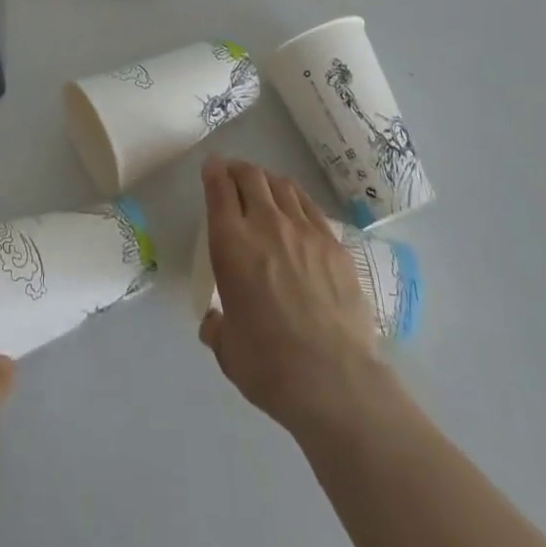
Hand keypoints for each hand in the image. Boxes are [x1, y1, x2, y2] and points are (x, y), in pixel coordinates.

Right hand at [199, 157, 388, 436]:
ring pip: (282, 185)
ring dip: (267, 180)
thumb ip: (217, 328)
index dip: (213, 172)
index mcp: (231, 244)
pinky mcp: (334, 244)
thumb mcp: (228, 350)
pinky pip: (310, 206)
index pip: (219, 190)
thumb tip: (214, 322)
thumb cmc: (269, 366)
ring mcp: (304, 231)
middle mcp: (266, 225)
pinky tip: (296, 206)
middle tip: (234, 175)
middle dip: (238, 170)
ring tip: (264, 187)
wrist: (334, 380)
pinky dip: (296, 197)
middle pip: (250, 177)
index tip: (211, 166)